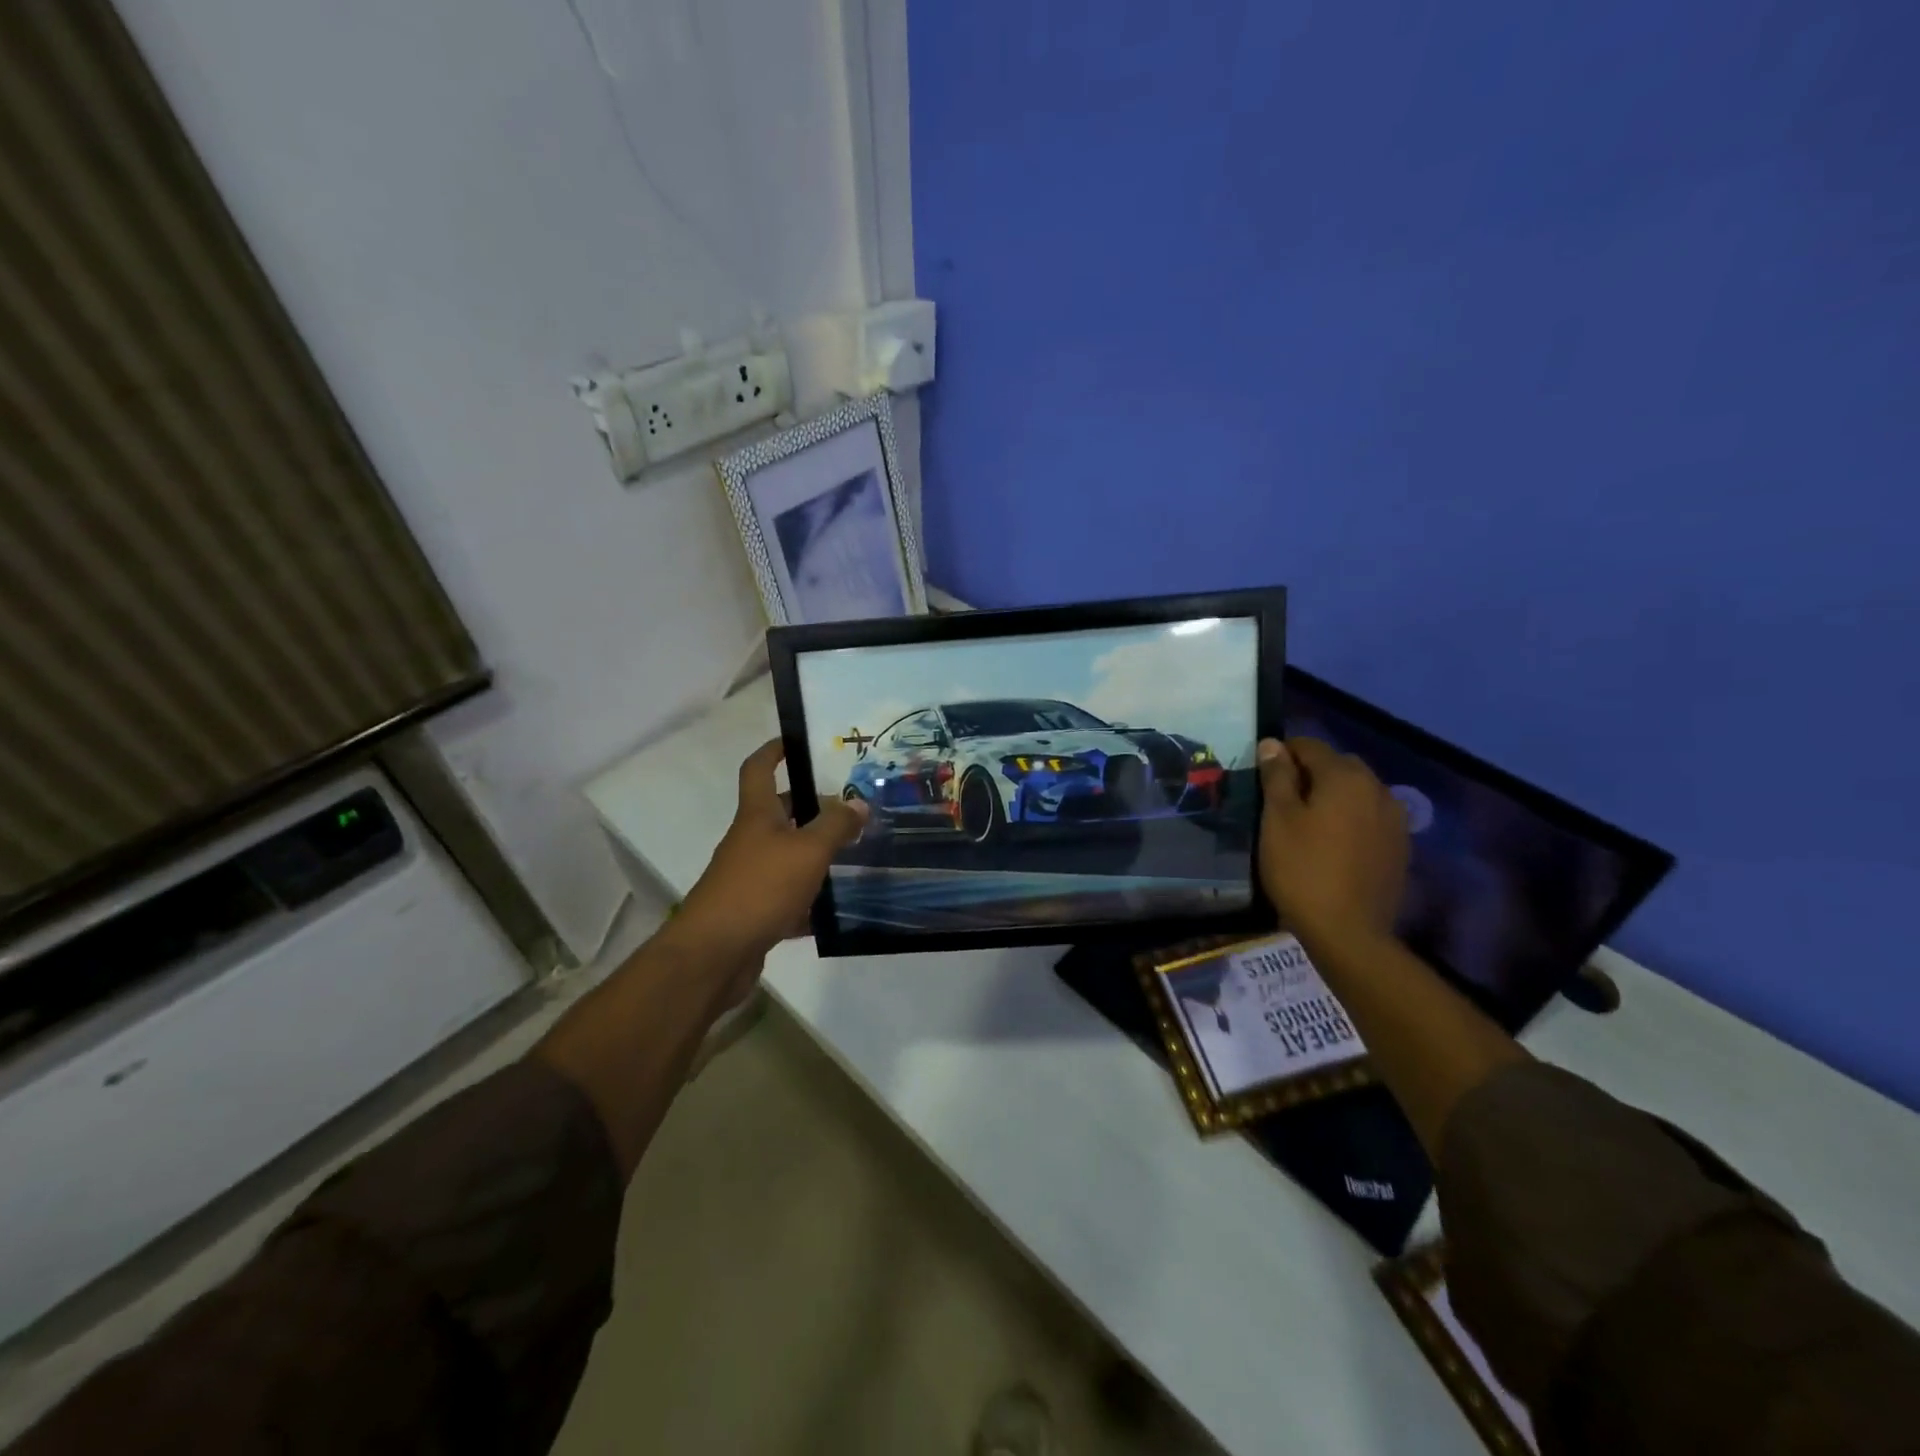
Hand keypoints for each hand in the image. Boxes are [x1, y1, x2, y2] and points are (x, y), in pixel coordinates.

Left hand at [672, 740, 866, 992]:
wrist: (714, 955)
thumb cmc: (760, 888)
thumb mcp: (807, 851)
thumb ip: (836, 826)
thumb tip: (859, 804)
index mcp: (756, 816)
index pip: (759, 769)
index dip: (774, 750)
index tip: (796, 741)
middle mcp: (750, 841)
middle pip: (779, 814)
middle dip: (811, 806)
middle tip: (851, 805)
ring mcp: (750, 878)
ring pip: (788, 856)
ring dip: (816, 853)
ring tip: (856, 852)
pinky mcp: (755, 912)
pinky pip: (789, 897)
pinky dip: (811, 899)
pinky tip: (839, 907)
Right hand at [1258, 736, 1408, 953]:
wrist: (1349, 932)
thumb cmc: (1302, 869)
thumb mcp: (1277, 819)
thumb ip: (1276, 776)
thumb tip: (1273, 744)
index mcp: (1345, 776)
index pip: (1309, 746)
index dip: (1282, 755)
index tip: (1262, 776)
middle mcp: (1377, 788)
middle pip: (1338, 766)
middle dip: (1310, 773)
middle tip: (1281, 801)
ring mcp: (1394, 819)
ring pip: (1357, 792)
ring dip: (1333, 796)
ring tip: (1307, 823)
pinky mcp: (1399, 847)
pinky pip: (1370, 818)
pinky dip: (1350, 819)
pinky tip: (1332, 844)